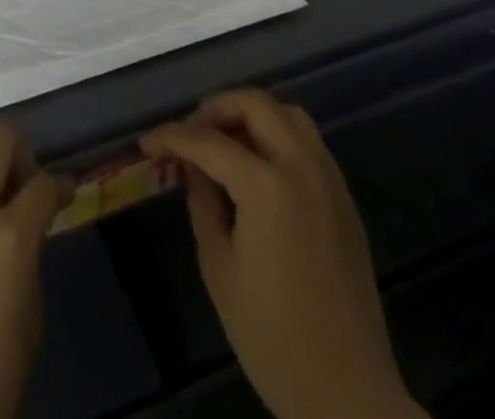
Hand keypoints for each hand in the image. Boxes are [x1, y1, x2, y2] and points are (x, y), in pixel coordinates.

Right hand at [141, 90, 423, 418]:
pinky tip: (258, 165)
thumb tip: (191, 165)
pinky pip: (307, 142)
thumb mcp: (219, 265)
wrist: (348, 393)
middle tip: (190, 134)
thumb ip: (202, 200)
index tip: (147, 142)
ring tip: (224, 141)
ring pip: (287, 114)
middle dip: (215, 108)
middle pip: (255, 104)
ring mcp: (329, 179)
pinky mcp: (344, 198)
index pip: (208, 141)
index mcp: (267, 186)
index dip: (171, 136)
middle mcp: (302, 167)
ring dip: (251, 114)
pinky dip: (277, 134)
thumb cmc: (271, 336)